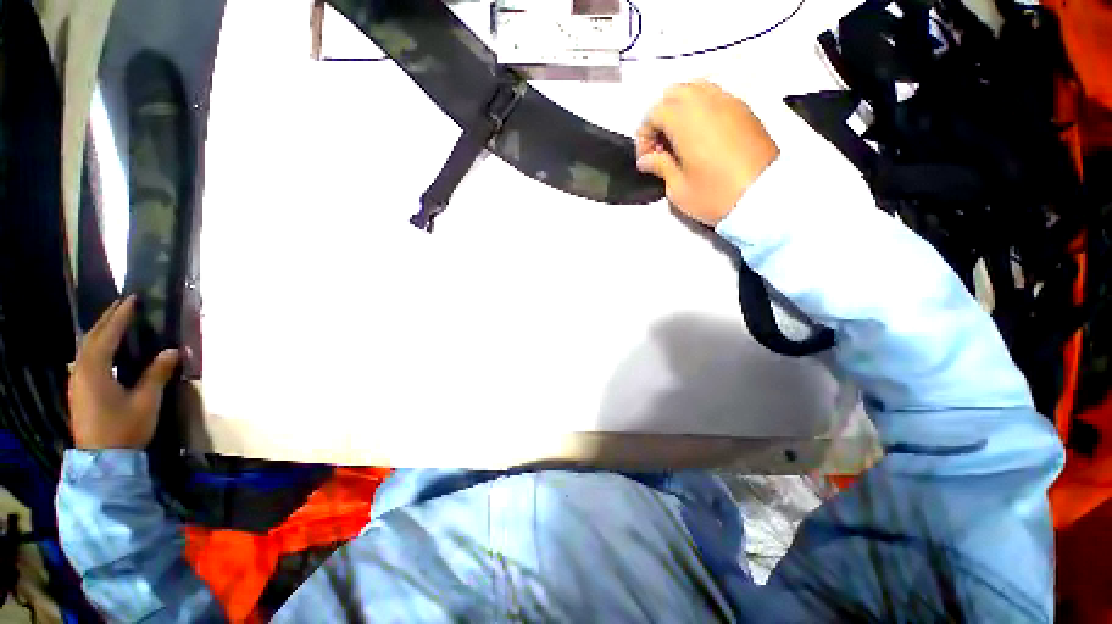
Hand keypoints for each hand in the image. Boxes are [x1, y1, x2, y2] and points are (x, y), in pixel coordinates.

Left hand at [69, 296, 179, 449]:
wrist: (103, 460)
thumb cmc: (125, 428)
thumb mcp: (146, 401)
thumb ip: (157, 374)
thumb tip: (172, 350)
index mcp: (95, 370)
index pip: (108, 336)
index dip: (120, 317)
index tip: (132, 300)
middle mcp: (81, 370)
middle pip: (92, 338)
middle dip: (107, 319)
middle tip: (123, 304)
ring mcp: (77, 381)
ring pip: (86, 347)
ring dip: (100, 331)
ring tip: (114, 320)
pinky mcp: (79, 389)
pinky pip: (86, 358)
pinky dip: (96, 345)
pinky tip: (105, 347)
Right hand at [636, 81, 779, 225]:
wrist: (764, 197)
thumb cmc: (714, 195)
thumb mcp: (678, 188)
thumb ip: (660, 166)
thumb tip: (646, 159)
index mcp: (685, 119)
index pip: (654, 113)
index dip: (644, 136)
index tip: (646, 160)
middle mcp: (706, 101)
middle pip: (673, 93)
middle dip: (660, 117)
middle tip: (660, 146)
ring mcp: (728, 101)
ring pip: (695, 89)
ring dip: (681, 110)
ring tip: (680, 139)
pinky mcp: (744, 109)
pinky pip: (715, 96)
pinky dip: (701, 109)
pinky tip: (701, 136)